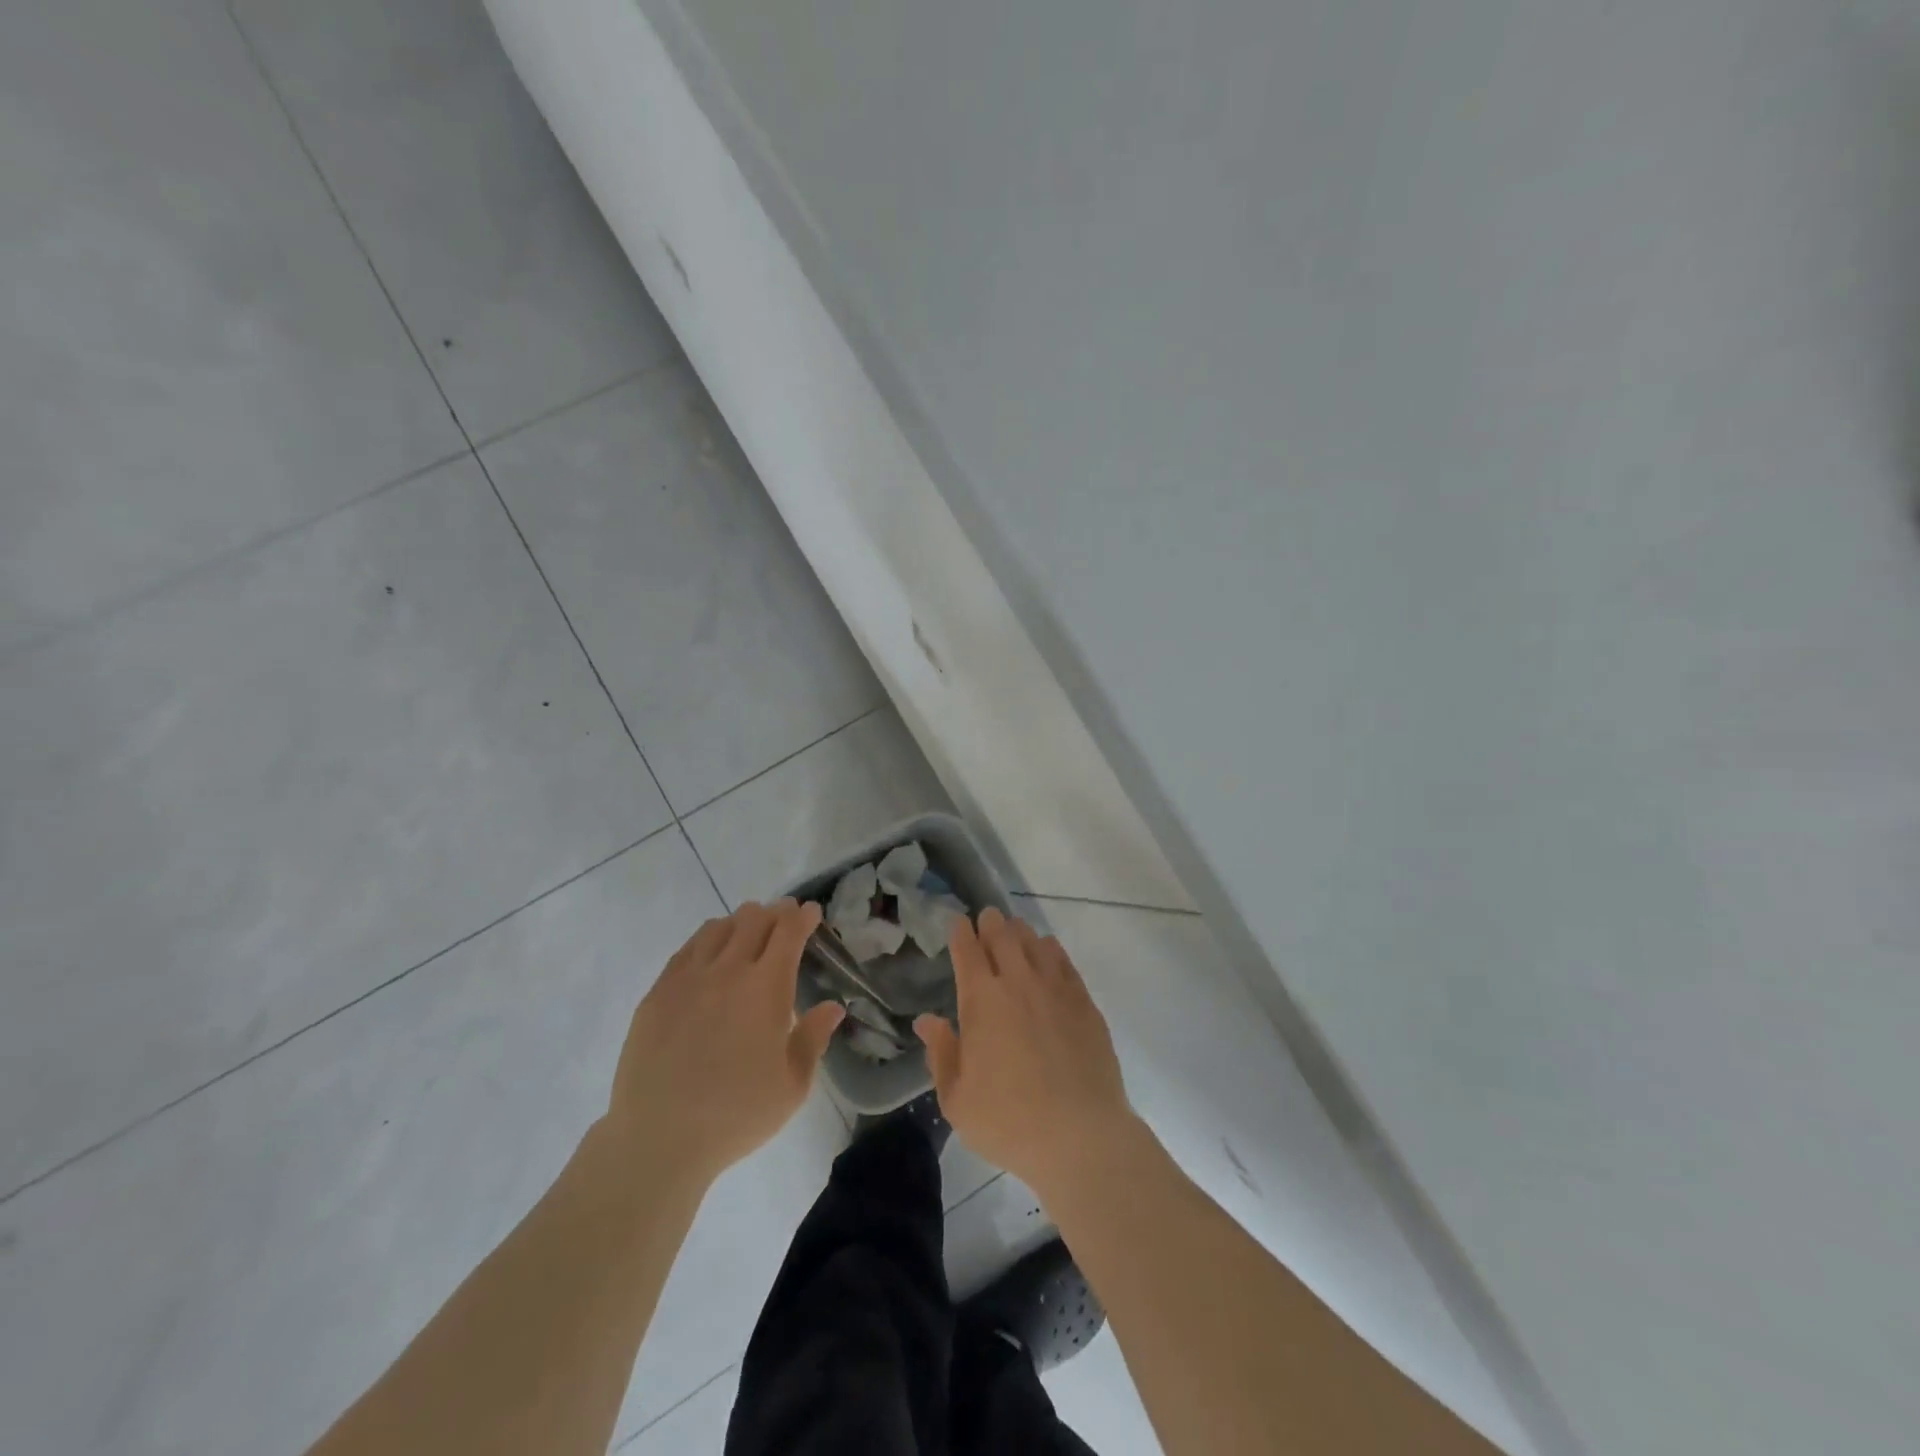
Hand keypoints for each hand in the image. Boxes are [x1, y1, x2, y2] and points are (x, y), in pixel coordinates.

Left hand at [607, 900, 844, 1187]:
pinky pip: (687, 949)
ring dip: (740, 923)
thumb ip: (814, 1038)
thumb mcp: (793, 1086)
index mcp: (766, 988)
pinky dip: (707, 940)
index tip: (811, 912)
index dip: (803, 916)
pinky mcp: (657, 993)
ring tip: (748, 934)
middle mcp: (728, 971)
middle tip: (784, 920)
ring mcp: (688, 979)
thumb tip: (833, 1006)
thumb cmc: (737, 1115)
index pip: (788, 932)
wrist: (659, 1139)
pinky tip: (710, 955)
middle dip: (775, 913)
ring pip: (718, 927)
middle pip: (754, 919)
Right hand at [915, 907, 1138, 1194]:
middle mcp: (1018, 982)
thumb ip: (941, 1053)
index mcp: (981, 1000)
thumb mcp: (957, 1099)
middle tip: (986, 920)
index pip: (968, 949)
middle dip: (990, 923)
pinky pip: (1063, 961)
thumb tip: (927, 1020)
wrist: (1080, 1135)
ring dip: (1020, 933)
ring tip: (1014, 933)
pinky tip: (1047, 953)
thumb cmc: (1009, 1121)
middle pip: (1002, 935)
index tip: (958, 923)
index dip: (961, 931)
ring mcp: (1055, 988)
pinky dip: (1050, 950)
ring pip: (1034, 942)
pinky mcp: (1084, 1001)